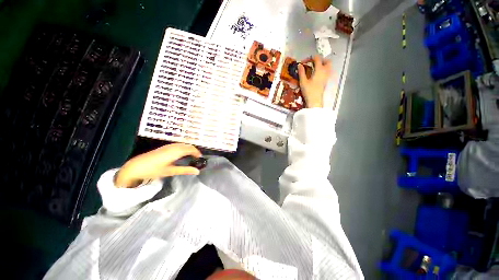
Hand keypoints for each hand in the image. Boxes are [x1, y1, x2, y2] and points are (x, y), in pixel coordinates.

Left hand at [115, 144, 201, 187]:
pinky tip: (182, 154)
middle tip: (197, 158)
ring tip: (191, 156)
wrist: (135, 166)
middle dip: (194, 150)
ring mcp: (168, 146)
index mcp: (176, 151)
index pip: (191, 149)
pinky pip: (178, 145)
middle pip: (187, 145)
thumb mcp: (170, 171)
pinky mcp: (164, 147)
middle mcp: (173, 147)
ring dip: (189, 148)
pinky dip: (183, 148)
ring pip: (183, 144)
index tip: (200, 158)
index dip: (197, 153)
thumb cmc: (153, 170)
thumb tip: (197, 171)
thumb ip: (185, 170)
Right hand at [298, 55, 331, 107]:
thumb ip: (301, 72)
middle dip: (320, 60)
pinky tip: (316, 74)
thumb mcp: (303, 82)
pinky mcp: (326, 81)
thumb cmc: (309, 91)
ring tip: (315, 68)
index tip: (303, 62)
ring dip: (323, 65)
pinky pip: (327, 72)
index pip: (317, 59)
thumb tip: (299, 65)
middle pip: (326, 61)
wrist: (315, 100)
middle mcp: (325, 71)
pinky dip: (323, 70)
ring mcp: (327, 76)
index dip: (310, 58)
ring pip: (328, 66)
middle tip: (312, 63)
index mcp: (319, 70)